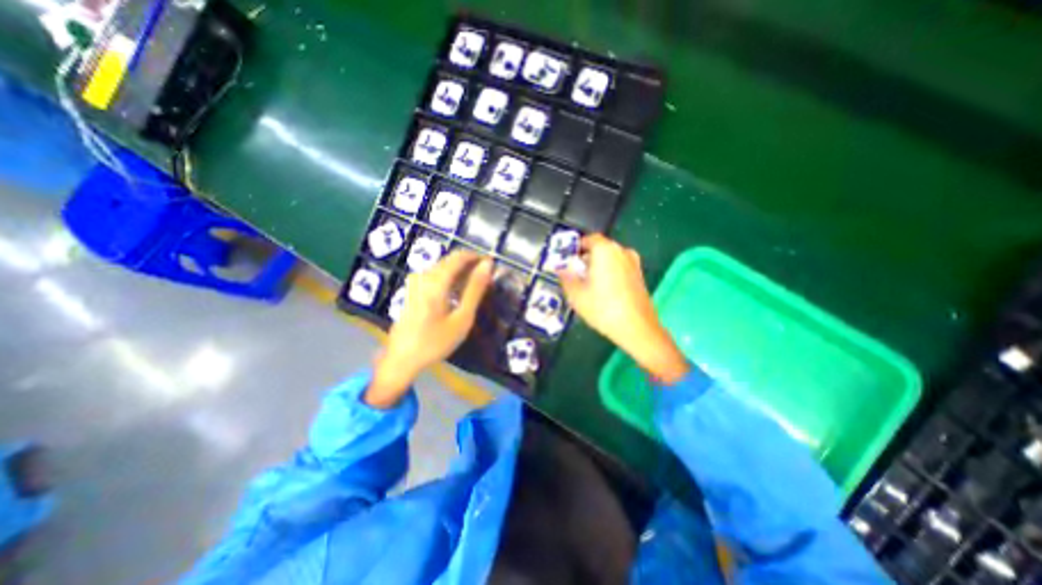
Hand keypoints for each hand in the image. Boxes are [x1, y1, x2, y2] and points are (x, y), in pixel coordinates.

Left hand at [364, 249, 493, 407]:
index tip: (492, 264)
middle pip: (450, 260)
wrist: (402, 359)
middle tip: (486, 279)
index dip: (477, 257)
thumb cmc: (435, 342)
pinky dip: (449, 278)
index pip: (459, 257)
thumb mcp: (462, 318)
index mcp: (436, 281)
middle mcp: (423, 276)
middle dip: (470, 264)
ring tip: (475, 286)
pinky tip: (456, 292)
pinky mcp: (412, 289)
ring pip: (442, 267)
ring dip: (460, 271)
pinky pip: (435, 274)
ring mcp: (415, 282)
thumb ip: (475, 289)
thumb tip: (487, 265)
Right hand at [553, 232, 689, 384]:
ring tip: (589, 284)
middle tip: (575, 274)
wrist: (637, 328)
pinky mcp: (639, 275)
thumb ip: (566, 277)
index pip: (588, 239)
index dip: (576, 248)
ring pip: (610, 258)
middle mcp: (621, 251)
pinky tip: (604, 291)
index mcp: (605, 250)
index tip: (568, 260)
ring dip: (598, 266)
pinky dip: (610, 273)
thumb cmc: (603, 308)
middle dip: (586, 258)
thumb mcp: (576, 294)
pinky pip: (620, 267)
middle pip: (600, 248)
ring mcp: (633, 263)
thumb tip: (561, 268)